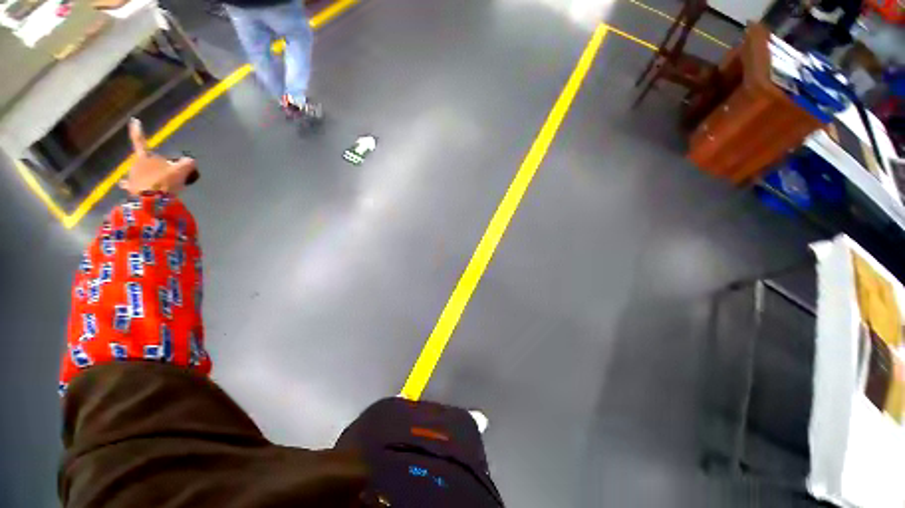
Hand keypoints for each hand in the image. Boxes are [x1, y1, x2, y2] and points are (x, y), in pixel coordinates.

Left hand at [119, 118, 196, 195]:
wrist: (154, 205)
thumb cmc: (165, 183)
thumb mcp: (180, 172)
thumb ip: (186, 165)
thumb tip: (191, 162)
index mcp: (145, 157)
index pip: (139, 141)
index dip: (136, 130)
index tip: (132, 120)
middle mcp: (135, 167)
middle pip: (144, 162)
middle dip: (151, 165)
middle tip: (162, 172)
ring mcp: (131, 181)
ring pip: (138, 174)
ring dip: (143, 176)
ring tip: (152, 181)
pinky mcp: (130, 194)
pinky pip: (128, 187)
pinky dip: (126, 185)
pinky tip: (121, 184)